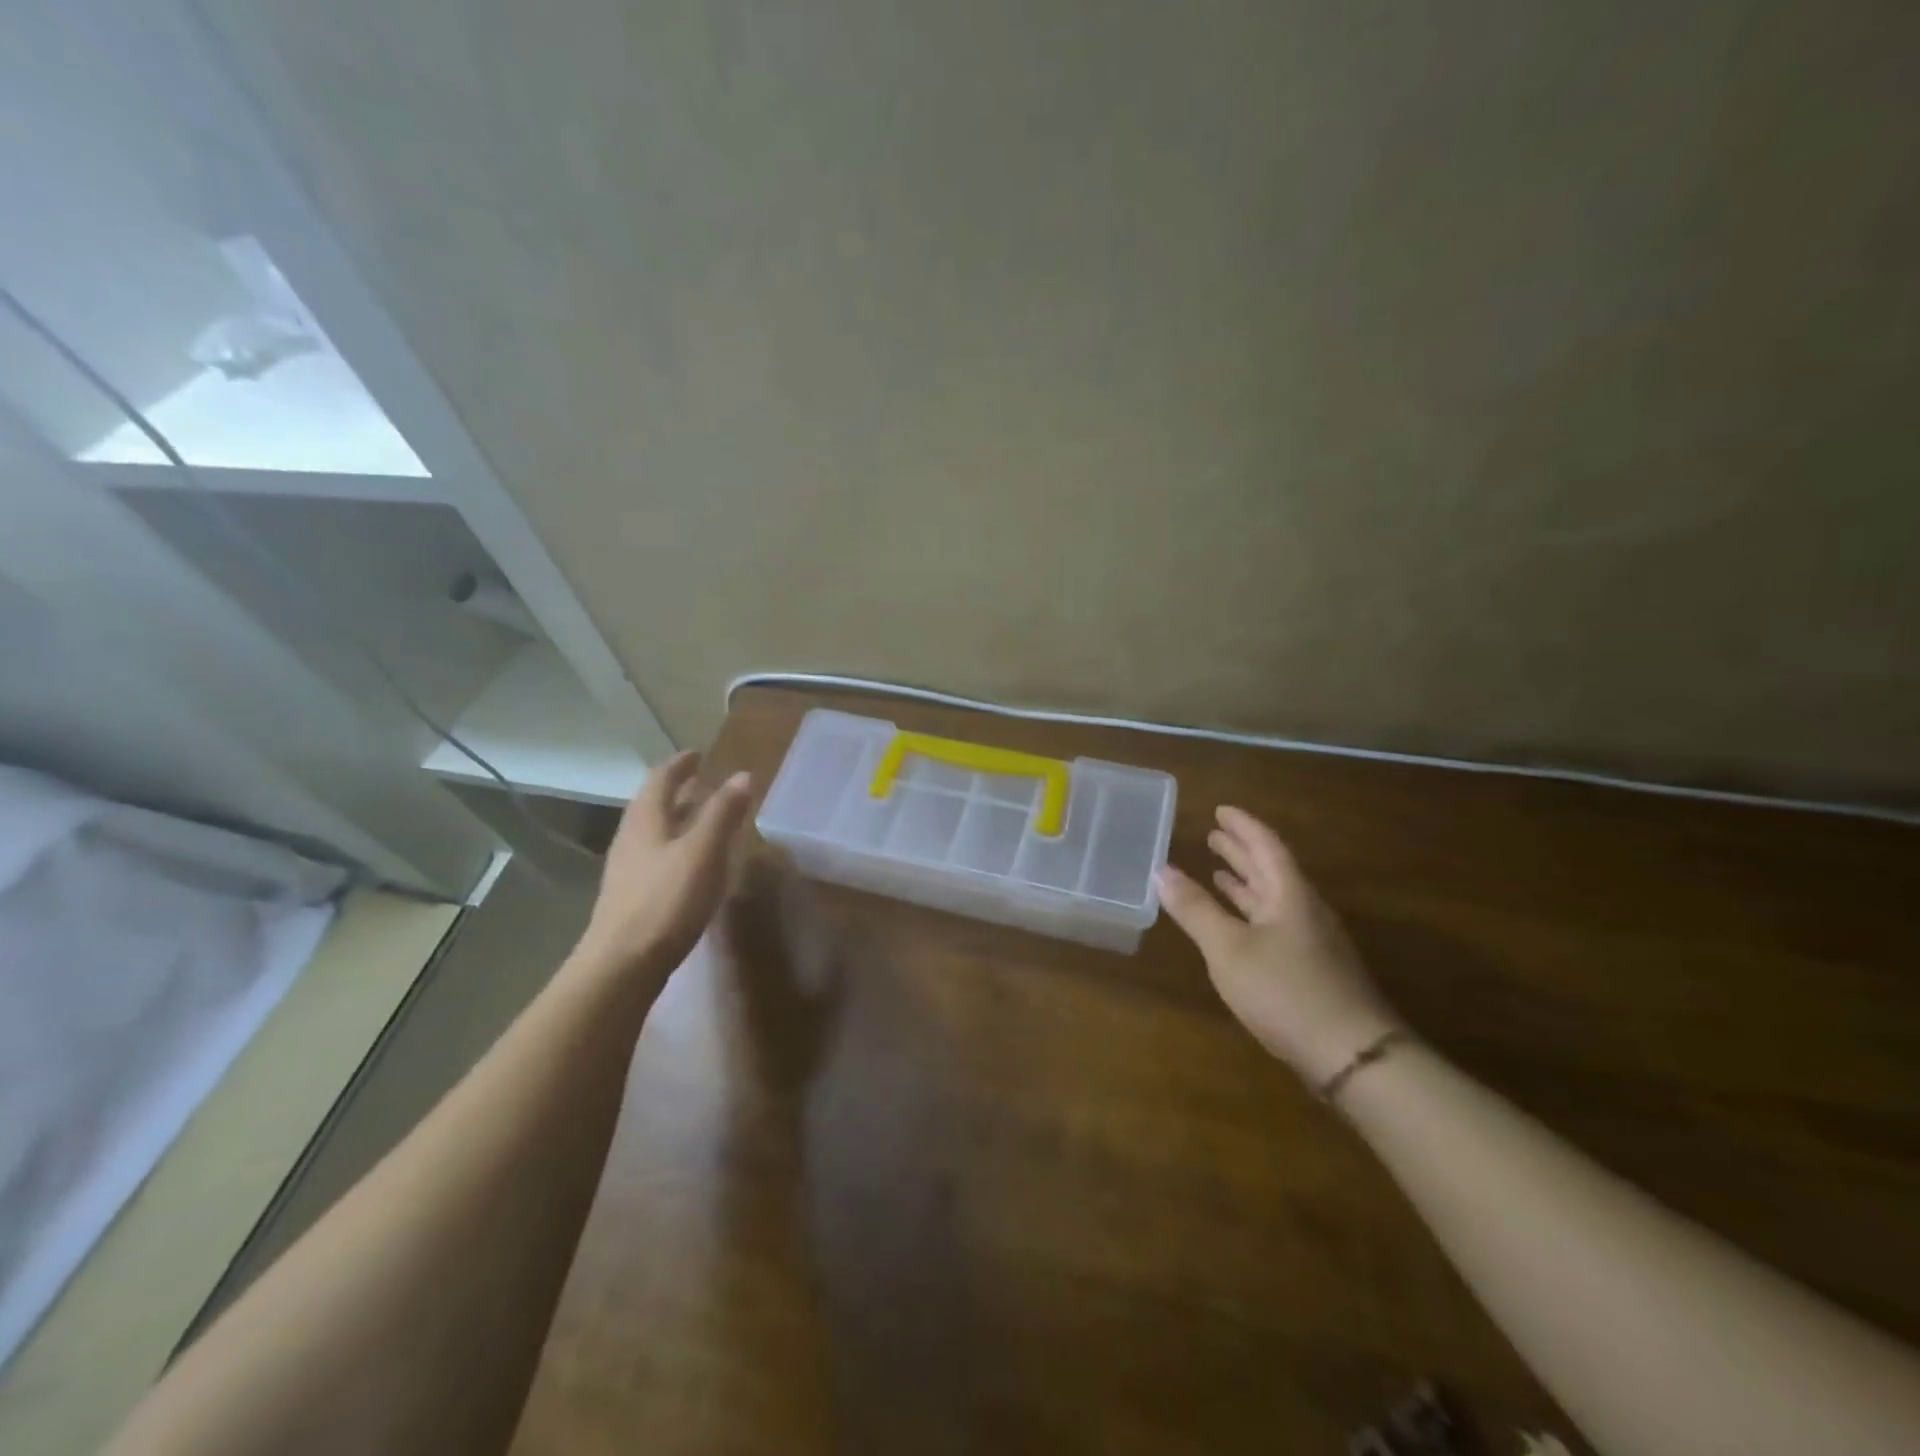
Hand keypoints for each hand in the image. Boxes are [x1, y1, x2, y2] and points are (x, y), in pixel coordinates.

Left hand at [571, 751, 752, 983]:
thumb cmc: (666, 901)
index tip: (698, 754)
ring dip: (677, 817)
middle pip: (652, 804)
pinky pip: (656, 855)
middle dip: (677, 789)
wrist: (622, 965)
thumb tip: (742, 775)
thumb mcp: (703, 852)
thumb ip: (723, 813)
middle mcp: (631, 838)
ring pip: (653, 831)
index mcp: (646, 820)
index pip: (661, 779)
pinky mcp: (632, 896)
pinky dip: (676, 844)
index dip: (680, 764)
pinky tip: (691, 862)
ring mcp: (628, 869)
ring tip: (702, 817)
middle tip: (702, 781)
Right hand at [1158, 806, 1403, 1088]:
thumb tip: (1161, 870)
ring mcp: (1311, 941)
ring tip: (1219, 871)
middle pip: (1271, 869)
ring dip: (1245, 882)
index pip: (1265, 845)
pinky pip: (1275, 923)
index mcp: (1289, 894)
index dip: (1242, 826)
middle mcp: (1304, 909)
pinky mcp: (1312, 969)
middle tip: (1212, 834)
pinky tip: (1238, 925)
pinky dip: (1251, 913)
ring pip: (1273, 898)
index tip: (1220, 809)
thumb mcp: (1228, 948)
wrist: (1351, 1055)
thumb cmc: (1284, 990)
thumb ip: (1195, 909)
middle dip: (1241, 851)